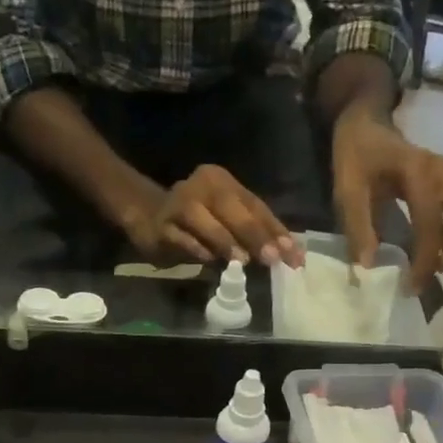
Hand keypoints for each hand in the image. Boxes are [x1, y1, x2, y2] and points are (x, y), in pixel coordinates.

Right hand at [128, 164, 299, 267]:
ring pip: (204, 221)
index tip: (294, 256)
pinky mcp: (162, 226)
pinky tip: (209, 261)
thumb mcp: (229, 222)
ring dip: (225, 241)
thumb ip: (255, 233)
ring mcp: (178, 204)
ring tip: (242, 261)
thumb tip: (289, 255)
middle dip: (254, 235)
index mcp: (222, 181)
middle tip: (272, 258)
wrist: (148, 218)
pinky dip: (197, 249)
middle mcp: (201, 185)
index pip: (255, 206)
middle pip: (232, 208)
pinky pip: (182, 238)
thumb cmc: (199, 222)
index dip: (276, 231)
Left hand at [332, 108, 442, 290]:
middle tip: (438, 266)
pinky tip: (435, 246)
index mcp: (419, 173)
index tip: (413, 286)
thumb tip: (369, 266)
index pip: (434, 224)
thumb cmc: (356, 154)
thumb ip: (357, 226)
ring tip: (436, 259)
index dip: (427, 261)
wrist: (367, 124)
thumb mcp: (347, 188)